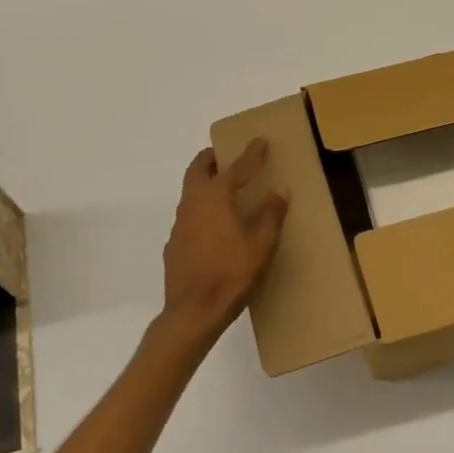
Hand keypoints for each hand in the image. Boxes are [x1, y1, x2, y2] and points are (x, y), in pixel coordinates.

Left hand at [157, 139, 288, 346]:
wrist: (193, 312)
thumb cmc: (232, 273)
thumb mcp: (262, 244)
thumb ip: (271, 214)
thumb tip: (280, 189)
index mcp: (216, 197)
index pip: (236, 167)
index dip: (251, 153)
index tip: (260, 140)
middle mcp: (193, 203)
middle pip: (198, 169)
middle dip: (212, 158)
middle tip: (227, 156)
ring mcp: (179, 224)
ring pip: (190, 192)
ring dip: (205, 184)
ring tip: (224, 191)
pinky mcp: (174, 245)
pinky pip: (189, 217)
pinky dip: (202, 211)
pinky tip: (214, 228)